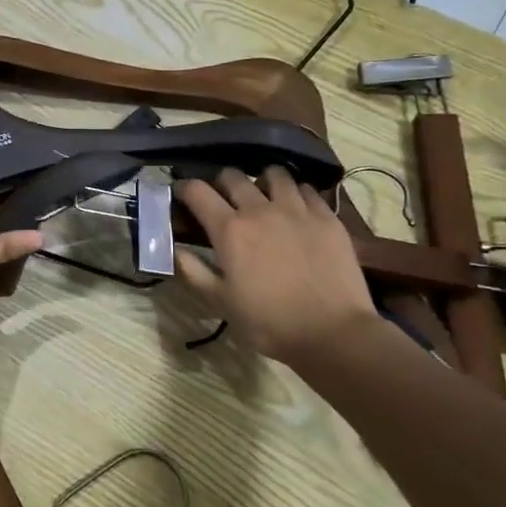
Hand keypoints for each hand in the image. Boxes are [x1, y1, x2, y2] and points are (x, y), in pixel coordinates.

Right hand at [175, 168, 378, 363]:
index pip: (197, 191)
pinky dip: (295, 192)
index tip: (181, 194)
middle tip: (222, 198)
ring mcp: (297, 209)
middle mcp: (260, 209)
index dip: (184, 188)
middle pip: (233, 176)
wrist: (332, 332)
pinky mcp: (327, 216)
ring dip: (262, 181)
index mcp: (230, 230)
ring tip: (263, 196)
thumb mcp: (220, 302)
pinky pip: (307, 189)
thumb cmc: (269, 322)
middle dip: (221, 182)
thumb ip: (192, 271)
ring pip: (274, 174)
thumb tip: (173, 248)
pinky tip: (296, 208)